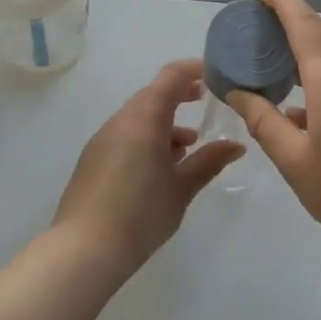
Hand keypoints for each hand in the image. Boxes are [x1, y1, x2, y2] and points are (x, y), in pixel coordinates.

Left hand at [53, 58, 243, 269]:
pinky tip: (161, 168)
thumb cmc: (141, 213)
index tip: (214, 74)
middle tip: (205, 102)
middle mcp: (120, 121)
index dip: (193, 69)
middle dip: (180, 96)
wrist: (84, 249)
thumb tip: (236, 145)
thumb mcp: (182, 188)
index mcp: (144, 118)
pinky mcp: (93, 160)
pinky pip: (126, 136)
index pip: (170, 77)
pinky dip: (147, 139)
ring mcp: (103, 140)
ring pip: (138, 118)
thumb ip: (209, 161)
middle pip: (152, 95)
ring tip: (189, 146)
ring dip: (164, 123)